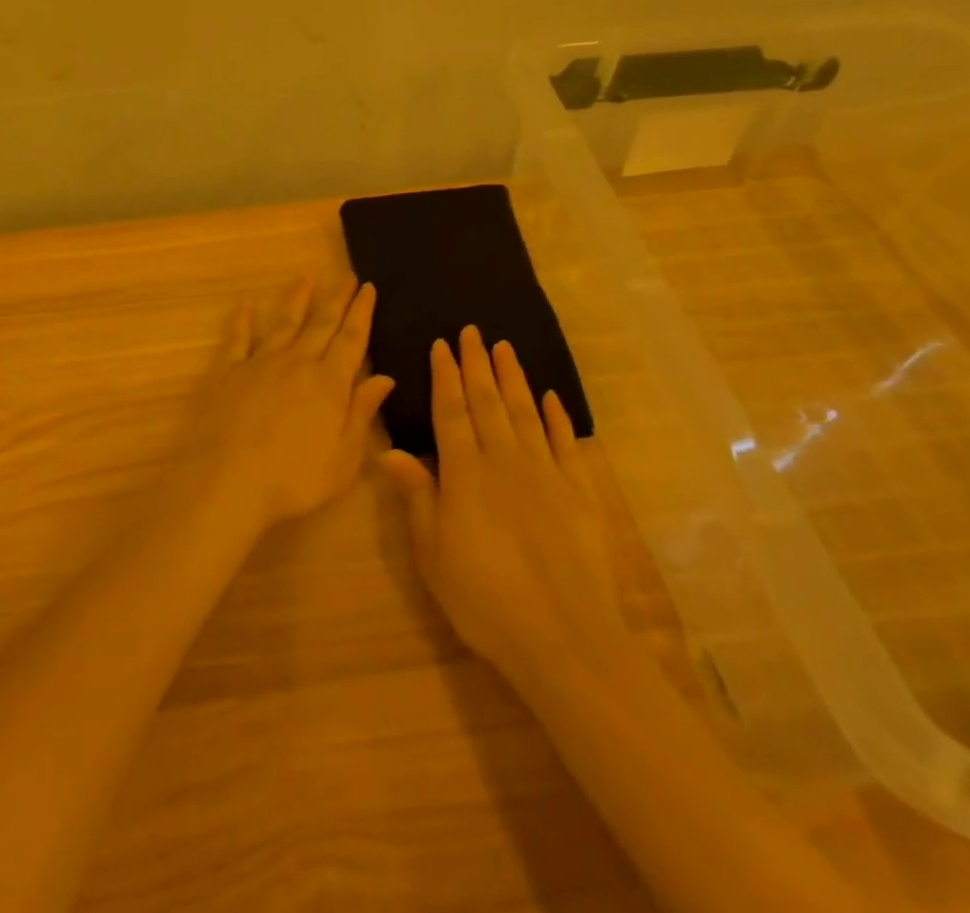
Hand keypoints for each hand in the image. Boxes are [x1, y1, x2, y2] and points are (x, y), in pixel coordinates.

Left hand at [193, 277, 394, 530]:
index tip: (368, 287)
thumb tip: (384, 377)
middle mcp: (296, 363)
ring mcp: (259, 363)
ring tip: (305, 278)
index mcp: (329, 382)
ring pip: (283, 323)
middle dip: (335, 298)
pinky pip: (237, 339)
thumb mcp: (343, 458)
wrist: (227, 480)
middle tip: (345, 275)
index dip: (361, 312)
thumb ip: (362, 413)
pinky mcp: (227, 372)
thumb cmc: (293, 479)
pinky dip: (243, 321)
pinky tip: (247, 306)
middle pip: (320, 324)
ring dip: (296, 300)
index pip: (351, 339)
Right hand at [381, 327, 618, 686]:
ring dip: (514, 378)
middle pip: (488, 402)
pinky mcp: (580, 493)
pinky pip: (566, 444)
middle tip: (472, 331)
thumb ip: (416, 497)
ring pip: (525, 413)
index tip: (442, 345)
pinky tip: (550, 398)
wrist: (565, 638)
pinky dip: (557, 417)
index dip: (445, 376)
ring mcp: (546, 473)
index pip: (451, 412)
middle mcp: (505, 461)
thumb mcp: (433, 553)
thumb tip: (389, 451)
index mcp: (465, 473)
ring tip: (505, 348)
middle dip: (477, 364)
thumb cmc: (485, 599)